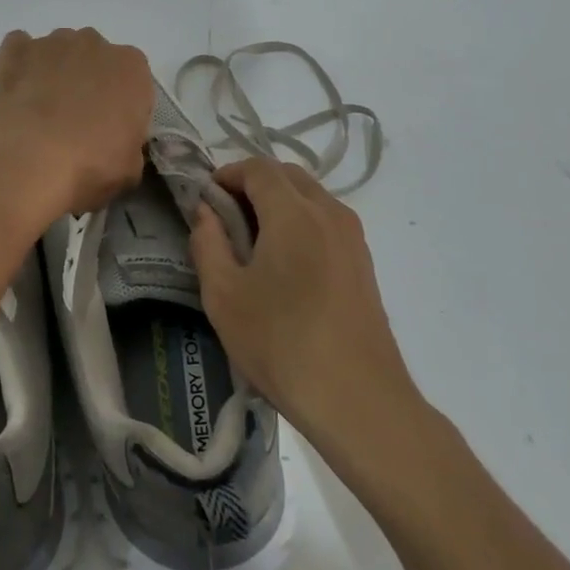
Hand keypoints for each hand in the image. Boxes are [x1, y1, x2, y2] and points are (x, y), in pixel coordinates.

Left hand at [0, 28, 153, 227]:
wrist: (26, 163)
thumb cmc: (89, 166)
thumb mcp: (130, 168)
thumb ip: (129, 143)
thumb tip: (116, 142)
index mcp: (131, 67)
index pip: (133, 79)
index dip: (121, 105)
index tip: (110, 130)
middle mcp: (94, 43)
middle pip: (94, 59)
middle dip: (87, 82)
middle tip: (74, 122)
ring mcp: (51, 42)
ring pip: (57, 52)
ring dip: (53, 73)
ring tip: (38, 113)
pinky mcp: (13, 49)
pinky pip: (19, 49)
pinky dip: (18, 67)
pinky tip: (14, 96)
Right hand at [189, 157, 416, 440]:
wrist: (359, 401)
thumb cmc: (282, 344)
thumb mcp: (224, 296)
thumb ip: (208, 243)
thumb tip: (205, 211)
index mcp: (294, 213)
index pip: (258, 168)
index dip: (228, 174)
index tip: (205, 197)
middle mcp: (329, 212)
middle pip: (288, 176)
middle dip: (253, 184)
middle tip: (225, 216)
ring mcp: (353, 238)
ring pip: (311, 197)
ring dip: (279, 203)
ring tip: (252, 241)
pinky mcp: (364, 263)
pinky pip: (327, 221)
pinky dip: (301, 222)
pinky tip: (285, 264)